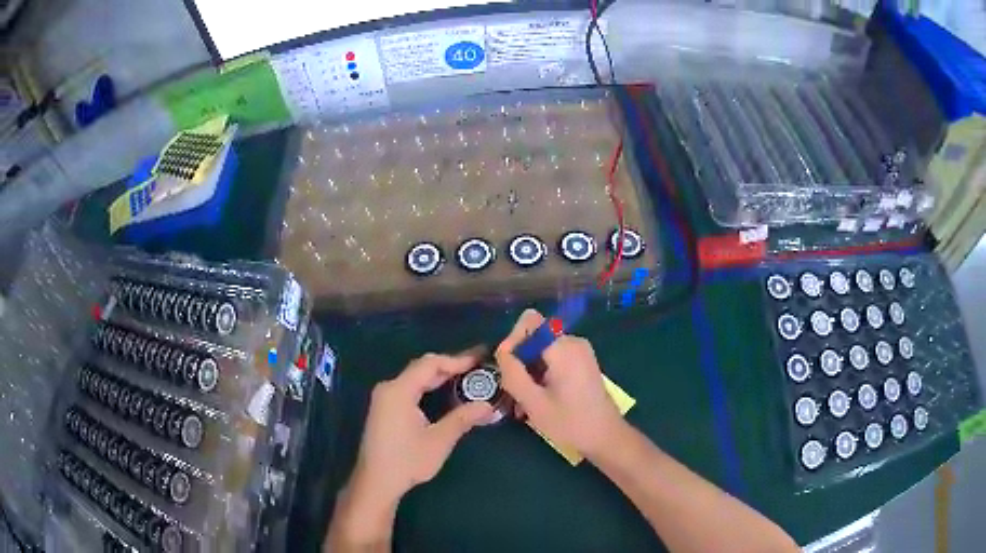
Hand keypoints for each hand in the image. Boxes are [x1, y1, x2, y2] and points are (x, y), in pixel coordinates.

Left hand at [352, 350, 493, 505]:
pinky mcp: (384, 409)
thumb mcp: (439, 440)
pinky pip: (409, 388)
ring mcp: (384, 398)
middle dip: (449, 366)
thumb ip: (462, 418)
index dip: (456, 360)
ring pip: (415, 378)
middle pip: (421, 368)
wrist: (376, 482)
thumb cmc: (407, 461)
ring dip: (439, 376)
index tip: (479, 359)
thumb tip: (487, 406)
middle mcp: (389, 388)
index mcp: (399, 390)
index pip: (430, 364)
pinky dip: (428, 387)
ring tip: (466, 376)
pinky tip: (444, 392)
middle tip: (476, 366)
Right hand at [495, 309, 625, 460]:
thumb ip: (513, 373)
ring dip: (529, 372)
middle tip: (513, 392)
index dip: (513, 340)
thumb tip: (502, 352)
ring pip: (542, 350)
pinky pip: (553, 358)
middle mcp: (573, 342)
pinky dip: (541, 374)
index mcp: (563, 347)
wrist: (606, 437)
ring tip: (523, 403)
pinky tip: (537, 400)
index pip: (529, 321)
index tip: (508, 369)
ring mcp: (580, 351)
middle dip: (520, 361)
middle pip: (534, 337)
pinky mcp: (582, 362)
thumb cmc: (570, 423)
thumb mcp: (534, 402)